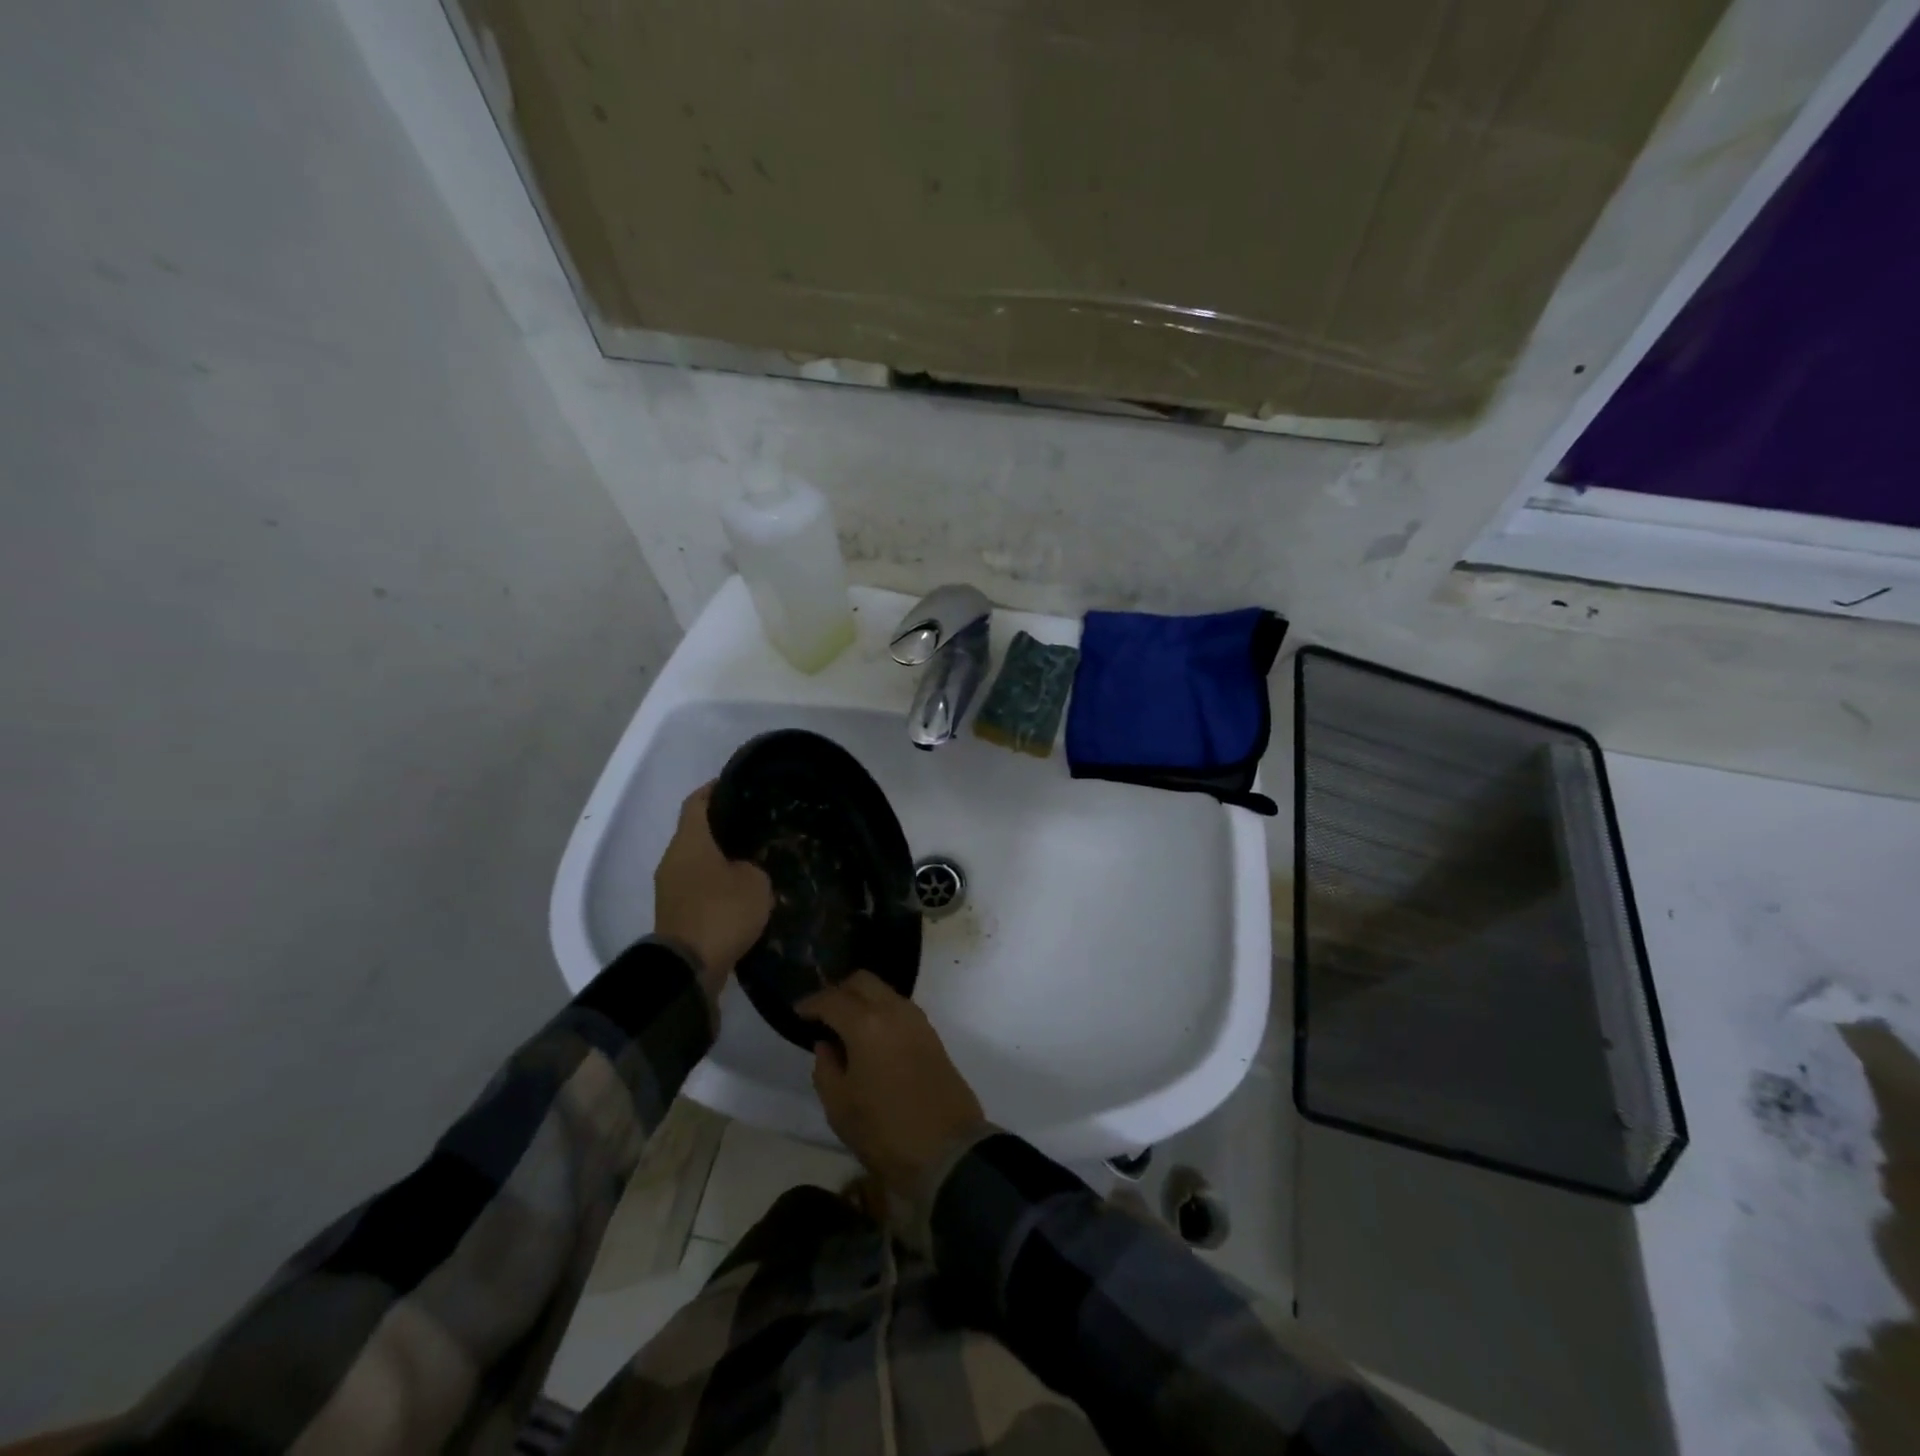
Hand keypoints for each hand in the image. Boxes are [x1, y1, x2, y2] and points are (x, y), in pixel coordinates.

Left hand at [654, 783, 772, 999]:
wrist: (689, 968)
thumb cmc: (722, 912)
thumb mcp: (755, 881)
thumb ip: (753, 863)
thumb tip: (745, 865)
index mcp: (690, 841)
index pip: (698, 801)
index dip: (716, 789)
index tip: (740, 784)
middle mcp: (673, 858)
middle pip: (696, 831)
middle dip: (723, 826)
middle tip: (756, 823)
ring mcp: (670, 887)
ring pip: (696, 860)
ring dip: (720, 857)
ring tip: (753, 856)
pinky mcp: (675, 912)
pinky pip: (697, 885)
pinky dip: (716, 882)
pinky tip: (741, 888)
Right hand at [802, 971, 985, 1197]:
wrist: (947, 1150)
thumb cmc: (884, 1131)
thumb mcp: (839, 1106)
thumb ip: (825, 1068)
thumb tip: (827, 1044)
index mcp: (866, 1024)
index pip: (832, 1000)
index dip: (811, 1003)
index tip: (797, 1012)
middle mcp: (894, 1010)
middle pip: (863, 981)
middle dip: (839, 991)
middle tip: (822, 1014)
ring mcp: (917, 1020)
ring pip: (884, 991)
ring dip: (862, 999)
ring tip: (845, 1026)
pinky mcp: (931, 1035)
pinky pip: (899, 1008)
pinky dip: (881, 1011)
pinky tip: (870, 1037)